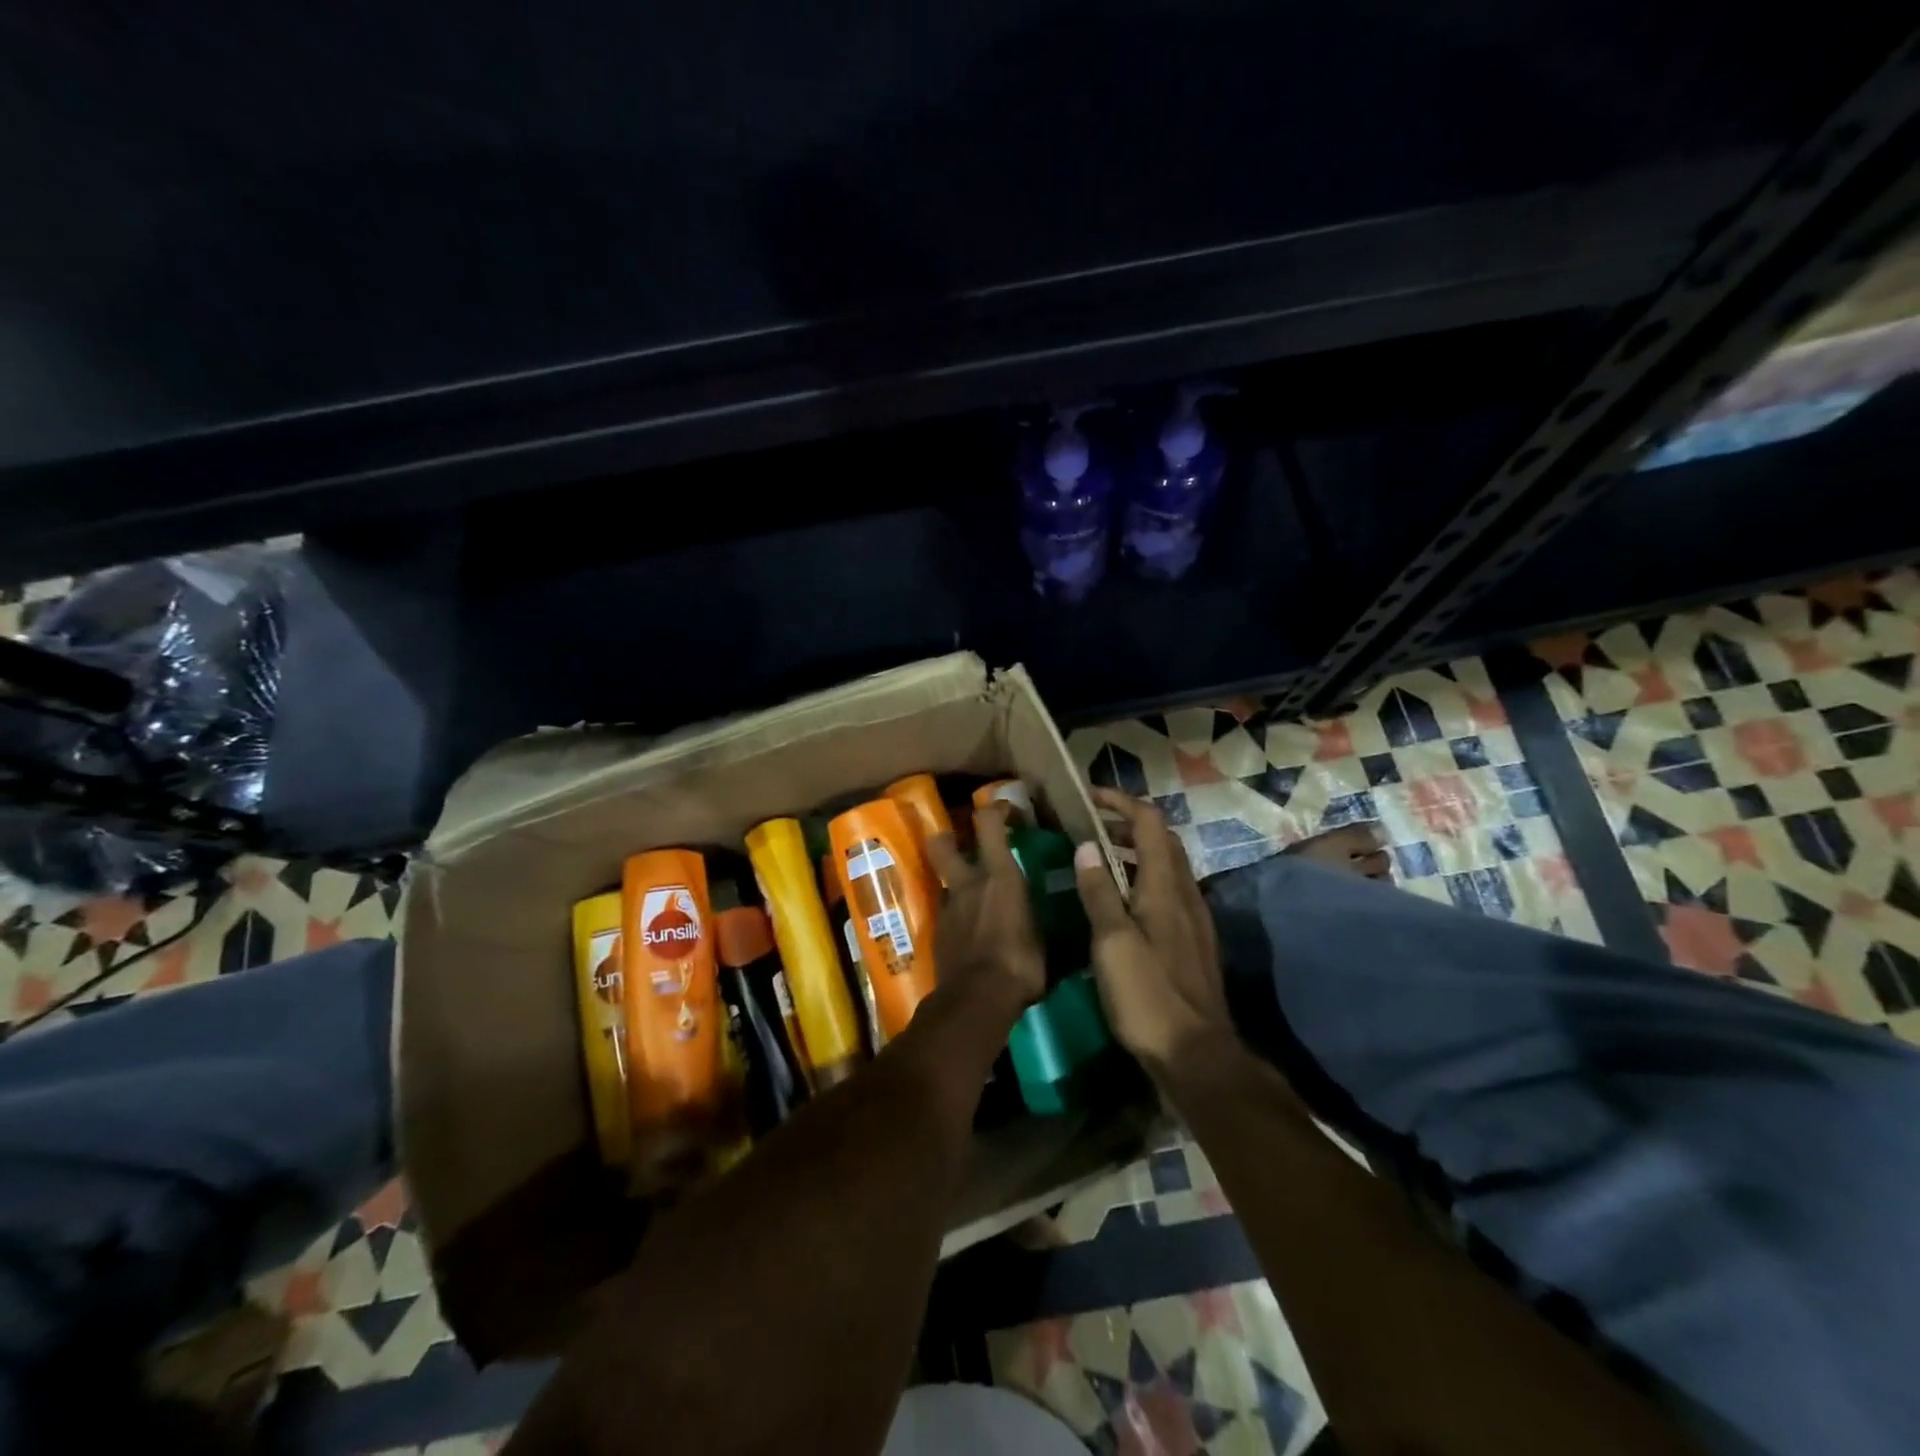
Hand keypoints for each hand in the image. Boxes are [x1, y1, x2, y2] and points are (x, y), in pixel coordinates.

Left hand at [925, 805, 1047, 1020]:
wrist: (977, 1000)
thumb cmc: (1021, 964)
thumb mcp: (1045, 938)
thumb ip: (1039, 918)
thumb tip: (1052, 918)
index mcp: (999, 876)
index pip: (988, 824)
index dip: (995, 809)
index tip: (1006, 809)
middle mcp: (968, 884)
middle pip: (942, 844)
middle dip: (949, 837)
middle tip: (964, 843)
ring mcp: (948, 907)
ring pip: (945, 880)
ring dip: (957, 882)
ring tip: (976, 897)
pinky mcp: (938, 932)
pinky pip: (947, 911)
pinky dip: (958, 914)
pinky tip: (972, 931)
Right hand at [1073, 788, 1232, 1079]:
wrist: (1197, 1055)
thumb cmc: (1148, 995)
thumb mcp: (1112, 943)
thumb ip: (1099, 892)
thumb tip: (1086, 846)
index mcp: (1164, 887)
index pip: (1149, 823)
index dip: (1121, 802)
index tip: (1089, 797)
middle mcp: (1185, 894)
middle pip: (1163, 840)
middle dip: (1129, 824)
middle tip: (1091, 826)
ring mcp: (1194, 919)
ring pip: (1167, 867)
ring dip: (1137, 852)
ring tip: (1100, 859)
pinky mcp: (1193, 942)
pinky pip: (1169, 892)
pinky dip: (1144, 879)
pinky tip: (1122, 903)